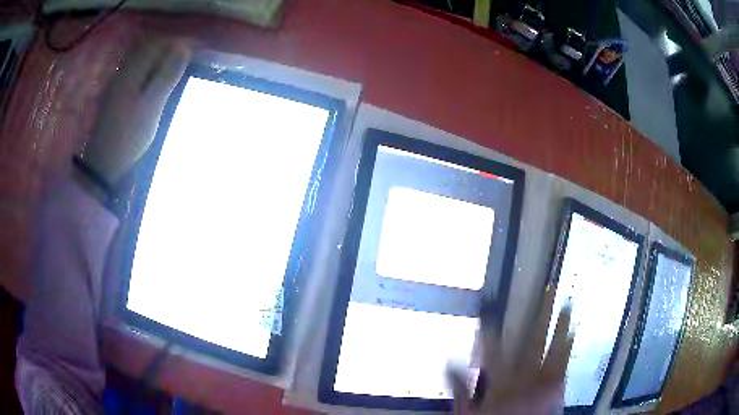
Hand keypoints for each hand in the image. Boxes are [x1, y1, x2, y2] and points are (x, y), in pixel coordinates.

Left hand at [79, 39, 189, 186]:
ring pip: (142, 63)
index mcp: (132, 71)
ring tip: (175, 73)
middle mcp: (124, 73)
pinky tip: (156, 87)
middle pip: (148, 50)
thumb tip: (184, 47)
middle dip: (168, 51)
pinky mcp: (116, 98)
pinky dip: (150, 75)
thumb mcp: (152, 105)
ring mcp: (118, 85)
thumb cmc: (129, 135)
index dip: (176, 43)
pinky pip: (137, 75)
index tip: (193, 50)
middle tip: (186, 62)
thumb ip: (167, 75)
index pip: (157, 43)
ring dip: (159, 64)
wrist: (104, 164)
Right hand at [449, 287, 573, 413]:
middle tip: (549, 290)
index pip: (493, 350)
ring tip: (567, 304)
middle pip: (534, 341)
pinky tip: (573, 333)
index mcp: (502, 382)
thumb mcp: (468, 412)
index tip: (488, 310)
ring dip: (560, 326)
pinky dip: (568, 346)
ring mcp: (544, 381)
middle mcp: (527, 377)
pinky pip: (563, 363)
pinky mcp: (556, 387)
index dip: (490, 329)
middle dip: (541, 315)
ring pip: (554, 348)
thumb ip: (460, 388)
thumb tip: (449, 363)